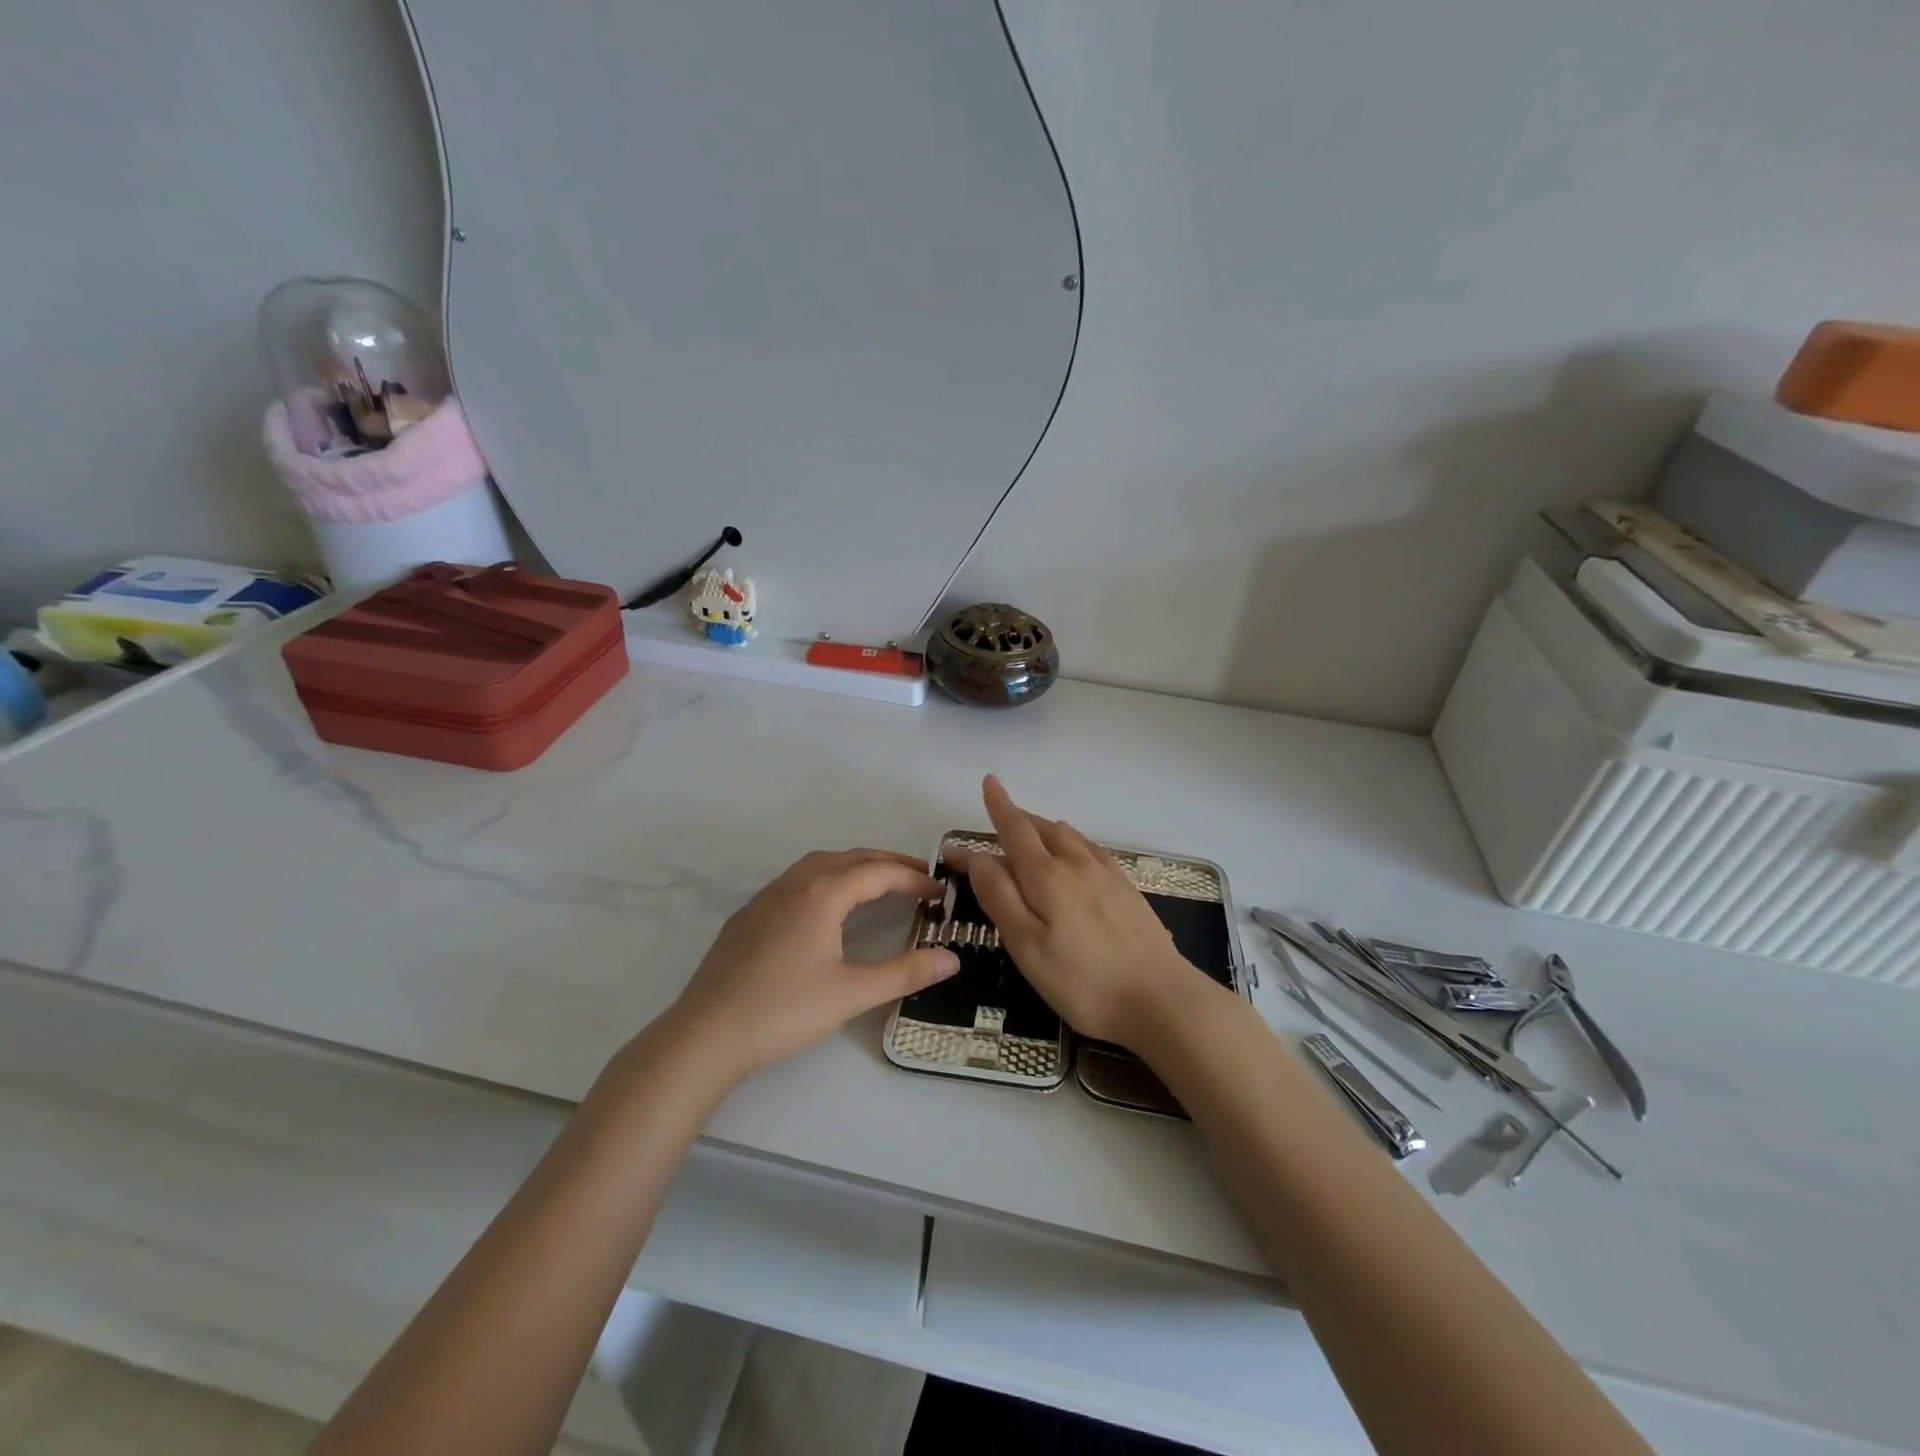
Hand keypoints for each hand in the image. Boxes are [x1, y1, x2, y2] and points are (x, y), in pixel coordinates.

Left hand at [666, 849, 958, 1083]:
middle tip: (919, 877)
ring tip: (878, 884)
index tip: (940, 891)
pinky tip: (827, 907)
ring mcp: (766, 898)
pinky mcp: (748, 916)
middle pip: (849, 858)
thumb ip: (904, 973)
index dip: (913, 878)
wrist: (705, 1035)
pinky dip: (826, 879)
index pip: (878, 872)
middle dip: (887, 863)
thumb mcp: (851, 994)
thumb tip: (952, 958)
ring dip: (854, 866)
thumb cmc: (783, 1011)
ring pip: (819, 865)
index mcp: (821, 894)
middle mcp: (794, 884)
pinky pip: (797, 880)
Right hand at [960, 776, 1218, 1050]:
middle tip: (999, 815)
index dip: (999, 806)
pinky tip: (1077, 853)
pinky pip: (1092, 849)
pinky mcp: (1127, 890)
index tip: (987, 782)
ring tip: (1032, 830)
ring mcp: (1107, 874)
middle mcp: (1076, 864)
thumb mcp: (1027, 946)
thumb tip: (979, 857)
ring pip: (1069, 836)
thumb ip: (1000, 898)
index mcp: (1046, 876)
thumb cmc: (1083, 981)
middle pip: (1042, 828)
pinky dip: (1073, 842)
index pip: (1015, 829)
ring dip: (1045, 827)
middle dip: (1018, 817)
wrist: (1161, 999)